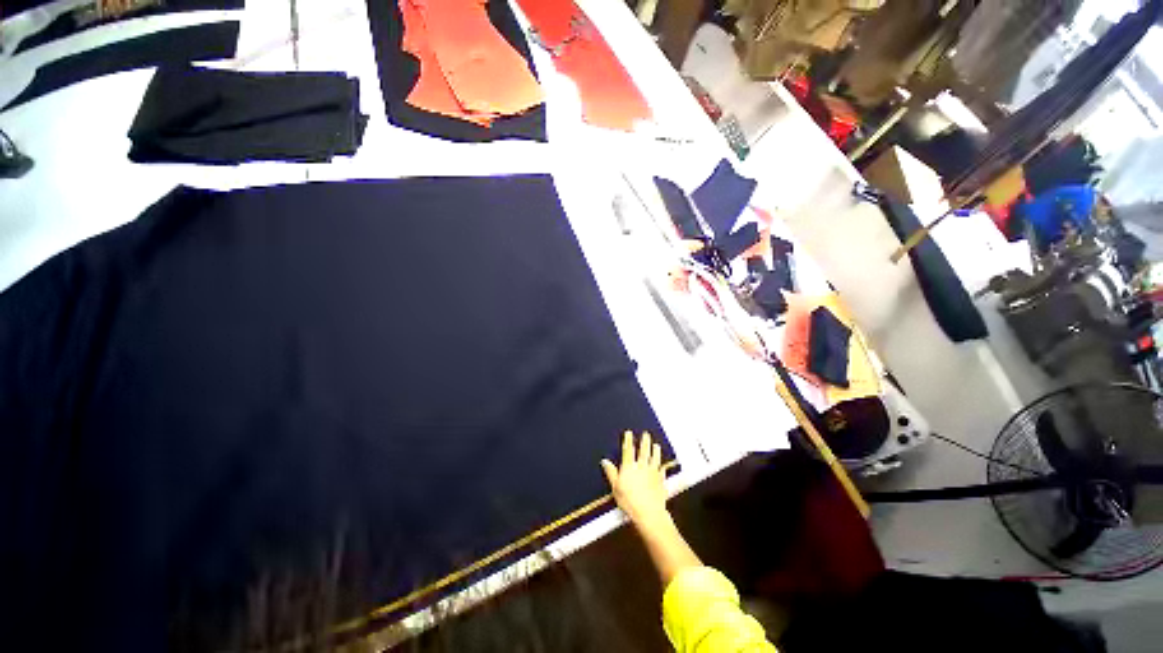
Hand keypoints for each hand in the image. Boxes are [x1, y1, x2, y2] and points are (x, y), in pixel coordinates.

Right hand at [601, 431, 668, 527]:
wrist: (647, 510)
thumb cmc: (629, 501)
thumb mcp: (615, 487)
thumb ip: (611, 473)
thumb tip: (605, 462)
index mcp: (629, 468)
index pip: (628, 450)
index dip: (628, 441)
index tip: (629, 434)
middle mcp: (642, 467)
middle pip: (644, 451)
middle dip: (644, 441)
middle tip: (646, 434)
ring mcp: (653, 472)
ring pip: (655, 457)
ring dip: (655, 450)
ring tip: (656, 445)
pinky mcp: (661, 480)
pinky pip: (662, 469)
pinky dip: (662, 466)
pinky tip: (663, 465)